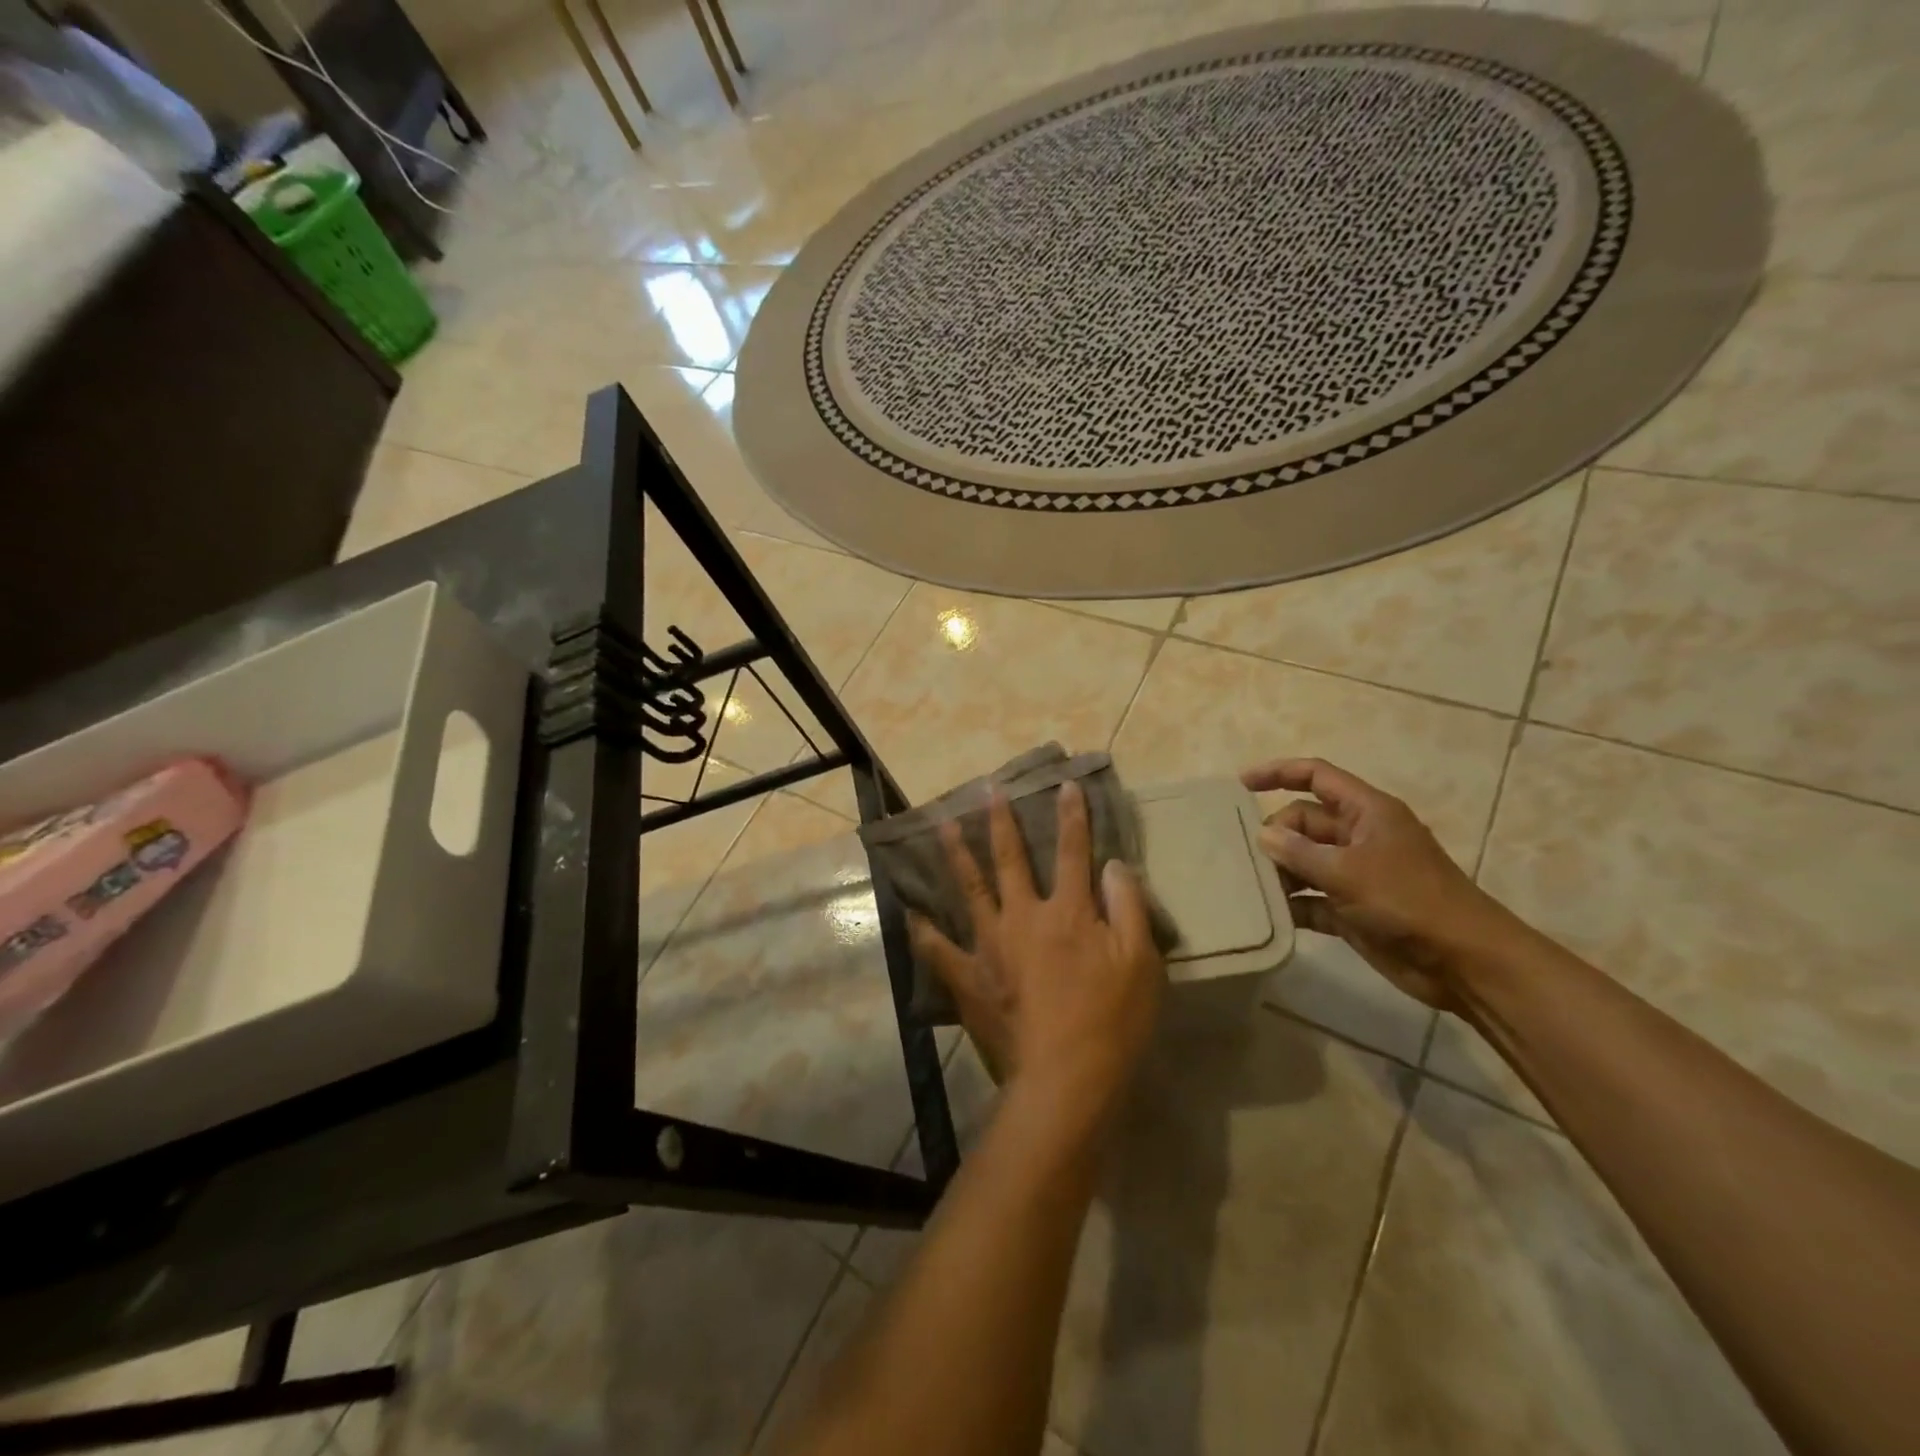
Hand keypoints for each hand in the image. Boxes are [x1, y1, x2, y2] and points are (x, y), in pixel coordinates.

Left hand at [910, 781, 1164, 1115]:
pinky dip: (923, 928)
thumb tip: (1112, 864)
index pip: (1072, 851)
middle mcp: (1023, 917)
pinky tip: (910, 911)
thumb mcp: (1140, 962)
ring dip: (957, 854)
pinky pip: (938, 948)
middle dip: (1001, 822)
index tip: (1064, 785)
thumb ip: (1127, 907)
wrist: (1064, 1080)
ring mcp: (989, 945)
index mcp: (1067, 911)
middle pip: (1010, 859)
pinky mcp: (968, 977)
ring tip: (944, 824)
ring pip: (969, 889)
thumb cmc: (1111, 1022)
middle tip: (987, 791)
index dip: (1071, 816)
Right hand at [1240, 758, 1517, 1009]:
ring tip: (1249, 885)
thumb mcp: (1348, 872)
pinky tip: (1267, 913)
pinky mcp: (1351, 909)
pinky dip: (1292, 904)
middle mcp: (1358, 837)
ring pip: (1303, 861)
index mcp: (1367, 812)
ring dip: (1279, 872)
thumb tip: (1263, 835)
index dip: (1278, 772)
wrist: (1463, 962)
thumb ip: (1300, 852)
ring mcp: (1355, 874)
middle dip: (1274, 835)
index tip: (1240, 784)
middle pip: (1303, 821)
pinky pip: (1311, 898)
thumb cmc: (1409, 902)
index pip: (1316, 776)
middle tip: (1248, 858)